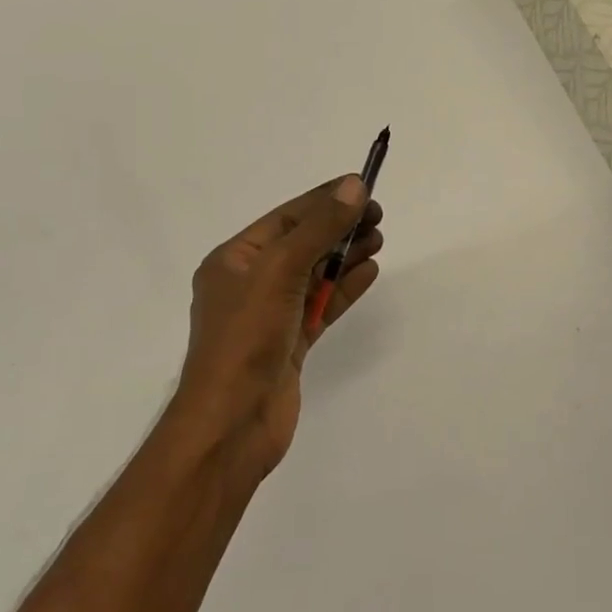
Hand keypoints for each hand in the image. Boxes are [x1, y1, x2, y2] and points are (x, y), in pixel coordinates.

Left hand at [173, 177, 383, 477]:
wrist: (232, 425)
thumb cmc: (246, 338)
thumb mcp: (280, 271)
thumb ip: (319, 228)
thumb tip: (354, 187)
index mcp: (234, 260)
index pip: (287, 218)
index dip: (325, 200)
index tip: (363, 187)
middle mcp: (250, 283)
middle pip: (302, 244)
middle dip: (339, 227)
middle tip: (377, 216)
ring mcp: (270, 315)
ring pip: (314, 274)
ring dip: (345, 255)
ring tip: (379, 239)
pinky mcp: (289, 343)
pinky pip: (321, 305)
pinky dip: (344, 288)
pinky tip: (369, 272)